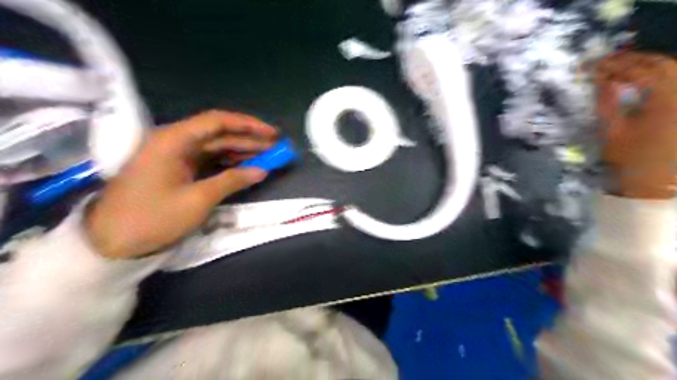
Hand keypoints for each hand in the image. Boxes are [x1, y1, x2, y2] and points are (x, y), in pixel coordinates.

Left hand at [85, 110, 276, 257]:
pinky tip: (246, 167)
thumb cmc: (153, 218)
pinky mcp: (176, 169)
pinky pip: (207, 160)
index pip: (218, 121)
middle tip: (276, 149)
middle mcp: (174, 141)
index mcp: (173, 140)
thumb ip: (232, 180)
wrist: (111, 242)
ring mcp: (174, 155)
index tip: (272, 134)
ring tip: (267, 157)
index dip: (249, 125)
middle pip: (218, 133)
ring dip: (241, 151)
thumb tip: (262, 170)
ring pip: (215, 146)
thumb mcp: (198, 199)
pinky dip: (227, 163)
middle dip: (249, 140)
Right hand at [594, 52, 676, 200]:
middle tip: (608, 62)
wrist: (658, 181)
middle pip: (663, 64)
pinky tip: (643, 79)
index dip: (616, 66)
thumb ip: (607, 102)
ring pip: (674, 69)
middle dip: (634, 60)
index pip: (640, 72)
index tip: (594, 65)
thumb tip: (600, 79)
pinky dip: (660, 75)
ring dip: (647, 65)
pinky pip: (676, 82)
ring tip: (623, 68)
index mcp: (666, 100)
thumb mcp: (612, 131)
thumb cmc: (632, 158)